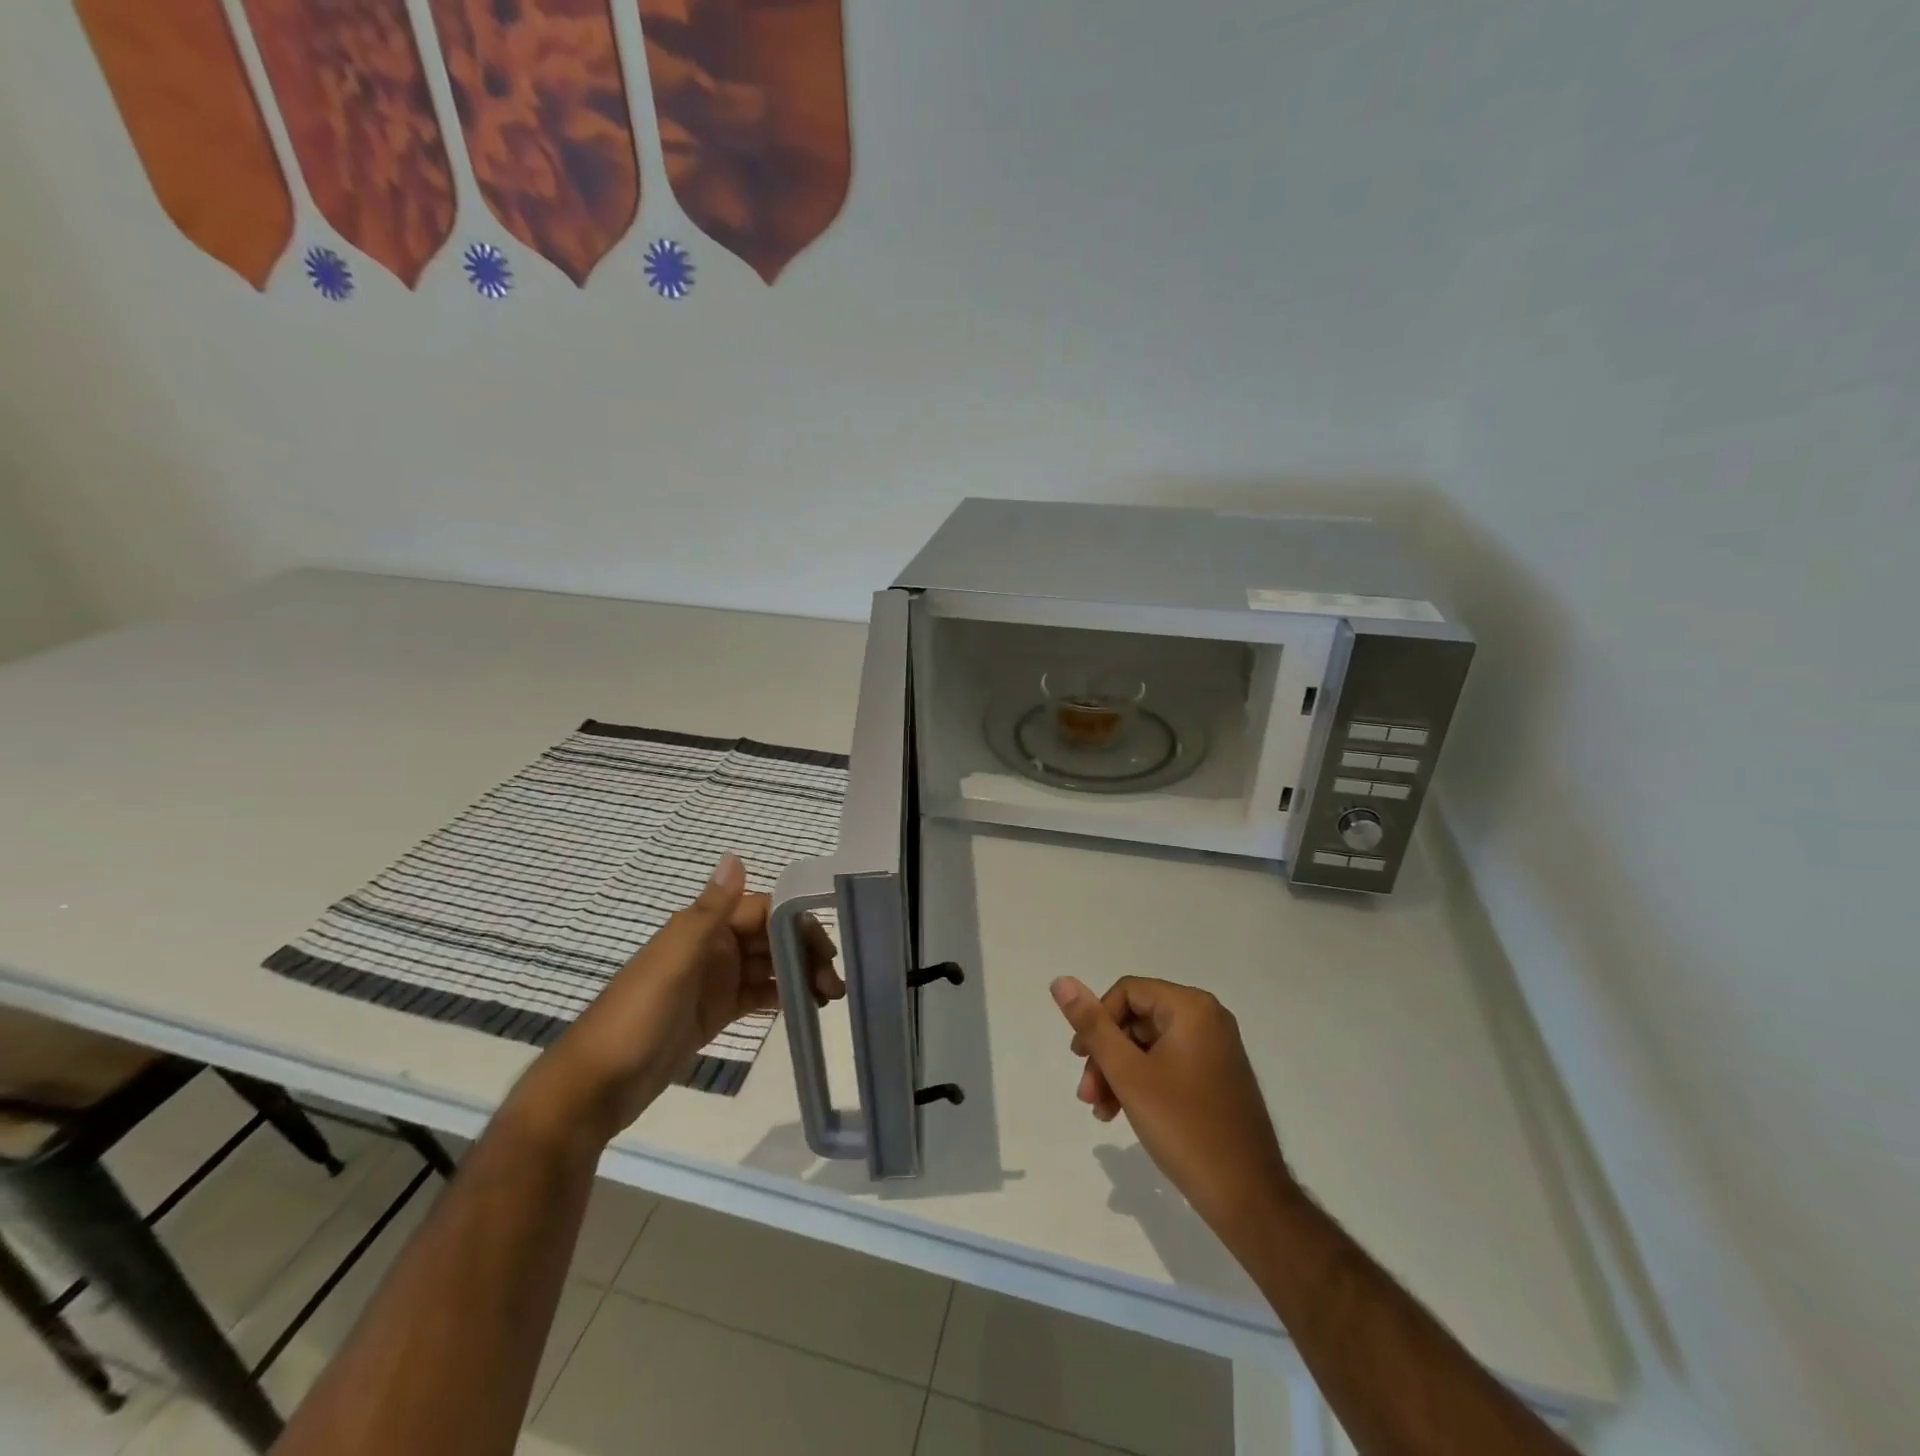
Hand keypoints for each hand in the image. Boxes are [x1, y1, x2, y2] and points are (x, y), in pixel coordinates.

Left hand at [519, 854, 842, 1144]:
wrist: (595, 1087)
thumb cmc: (636, 1016)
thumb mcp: (675, 960)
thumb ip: (710, 911)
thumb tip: (735, 854)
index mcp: (703, 927)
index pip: (765, 911)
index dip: (797, 923)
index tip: (828, 948)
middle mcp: (712, 947)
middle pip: (771, 938)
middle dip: (805, 953)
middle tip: (834, 984)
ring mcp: (714, 982)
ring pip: (768, 967)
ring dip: (799, 976)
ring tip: (829, 997)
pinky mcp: (715, 1013)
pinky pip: (757, 995)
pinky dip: (781, 996)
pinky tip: (806, 1007)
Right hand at [1051, 976, 1298, 1242]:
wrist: (1248, 1197)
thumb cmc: (1184, 1127)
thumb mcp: (1128, 1074)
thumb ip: (1093, 1026)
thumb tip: (1061, 981)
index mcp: (1191, 1008)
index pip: (1127, 992)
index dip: (1097, 1021)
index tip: (1080, 1060)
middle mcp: (1208, 1018)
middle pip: (1137, 1019)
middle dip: (1106, 1055)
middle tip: (1087, 1095)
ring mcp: (1215, 1049)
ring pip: (1149, 1045)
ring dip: (1119, 1073)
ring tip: (1102, 1111)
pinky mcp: (1217, 1076)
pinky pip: (1168, 1064)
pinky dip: (1142, 1083)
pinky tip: (1123, 1114)